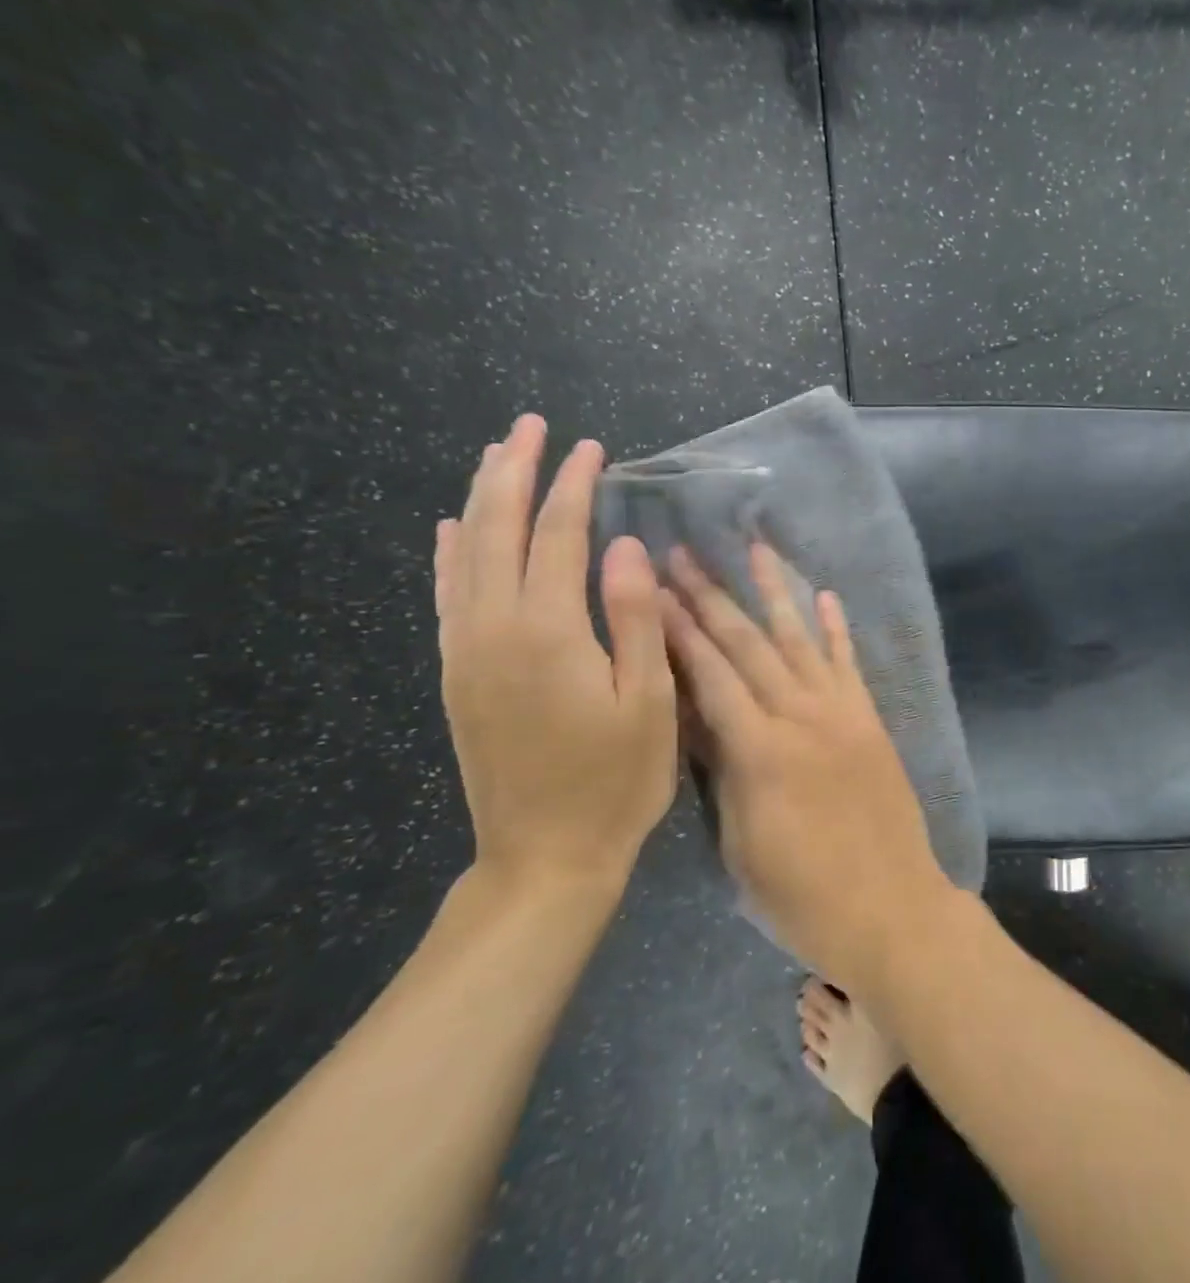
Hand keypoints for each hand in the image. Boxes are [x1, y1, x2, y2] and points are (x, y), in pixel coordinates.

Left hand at [435, 414, 677, 905]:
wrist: (545, 856)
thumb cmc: (617, 781)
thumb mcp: (649, 702)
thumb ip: (636, 619)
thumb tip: (624, 547)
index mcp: (549, 633)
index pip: (559, 536)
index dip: (574, 486)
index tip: (592, 448)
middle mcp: (495, 629)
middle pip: (497, 530)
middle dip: (514, 472)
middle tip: (531, 426)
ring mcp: (466, 652)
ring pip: (464, 555)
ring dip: (479, 500)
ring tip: (495, 456)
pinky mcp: (456, 675)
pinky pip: (446, 597)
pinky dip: (447, 554)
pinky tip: (448, 530)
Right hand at [660, 542, 957, 985]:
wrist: (890, 909)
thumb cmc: (802, 897)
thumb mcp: (740, 845)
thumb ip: (723, 775)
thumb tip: (700, 720)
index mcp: (760, 752)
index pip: (710, 676)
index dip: (678, 631)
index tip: (652, 589)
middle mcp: (802, 717)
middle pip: (750, 646)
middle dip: (712, 598)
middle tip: (684, 556)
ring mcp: (842, 714)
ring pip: (801, 640)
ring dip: (776, 592)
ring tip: (755, 549)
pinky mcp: (870, 721)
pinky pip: (849, 664)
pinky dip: (836, 628)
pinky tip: (825, 595)